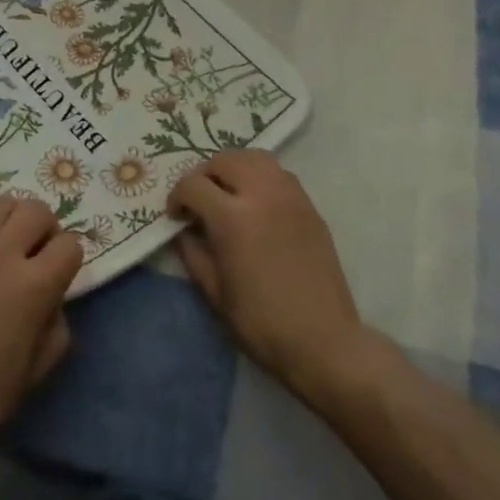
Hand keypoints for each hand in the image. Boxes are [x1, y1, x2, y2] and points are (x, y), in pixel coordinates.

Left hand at [0, 195, 83, 457]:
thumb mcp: (36, 370)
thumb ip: (55, 325)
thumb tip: (51, 298)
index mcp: (31, 286)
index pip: (69, 244)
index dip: (70, 261)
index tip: (59, 278)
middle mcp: (0, 254)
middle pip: (37, 210)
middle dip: (46, 230)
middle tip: (37, 257)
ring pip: (3, 203)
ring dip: (14, 222)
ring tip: (7, 250)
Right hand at [169, 150, 365, 401]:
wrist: (323, 341)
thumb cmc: (261, 323)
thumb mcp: (214, 292)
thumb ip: (193, 252)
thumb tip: (184, 230)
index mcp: (232, 218)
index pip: (193, 184)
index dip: (177, 197)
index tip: (176, 216)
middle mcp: (262, 195)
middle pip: (224, 160)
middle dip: (204, 175)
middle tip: (200, 200)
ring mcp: (290, 197)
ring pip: (255, 157)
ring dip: (234, 167)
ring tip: (228, 193)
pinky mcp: (310, 206)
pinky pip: (279, 173)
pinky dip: (260, 176)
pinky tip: (256, 203)